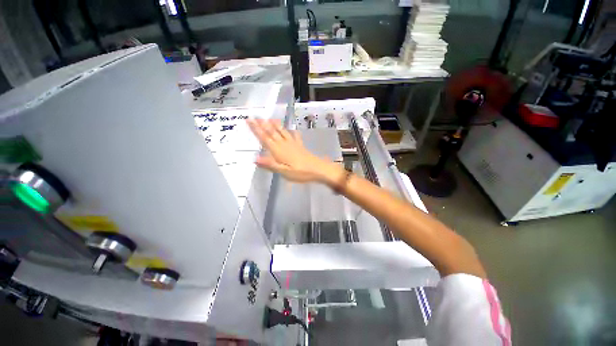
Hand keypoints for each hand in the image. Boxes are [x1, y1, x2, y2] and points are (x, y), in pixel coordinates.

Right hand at [246, 119, 343, 184]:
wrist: (318, 169)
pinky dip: (291, 131)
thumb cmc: (300, 172)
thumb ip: (270, 164)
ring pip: (282, 132)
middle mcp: (284, 144)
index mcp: (278, 150)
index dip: (256, 129)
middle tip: (256, 115)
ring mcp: (293, 144)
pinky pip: (295, 136)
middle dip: (263, 124)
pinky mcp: (300, 145)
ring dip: (275, 125)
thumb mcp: (284, 171)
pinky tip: (291, 129)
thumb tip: (254, 158)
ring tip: (270, 118)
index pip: (265, 138)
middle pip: (272, 132)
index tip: (249, 120)